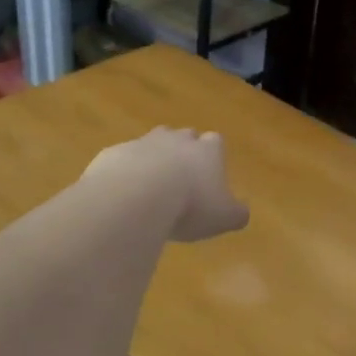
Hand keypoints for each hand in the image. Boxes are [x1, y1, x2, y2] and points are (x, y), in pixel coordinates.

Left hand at [83, 128, 248, 242]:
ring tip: (151, 188)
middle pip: (183, 137)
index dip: (213, 157)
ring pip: (151, 144)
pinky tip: (124, 196)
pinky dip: (125, 173)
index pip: (215, 143)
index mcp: (207, 150)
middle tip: (181, 179)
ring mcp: (142, 143)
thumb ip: (236, 213)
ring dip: (152, 161)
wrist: (136, 195)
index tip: (210, 175)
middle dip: (182, 153)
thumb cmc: (190, 205)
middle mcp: (176, 140)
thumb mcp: (224, 217)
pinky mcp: (114, 154)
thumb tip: (241, 213)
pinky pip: (122, 160)